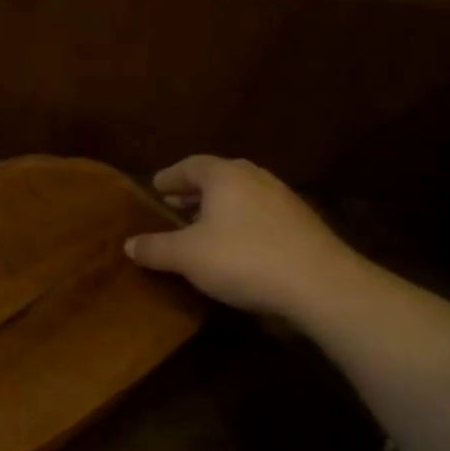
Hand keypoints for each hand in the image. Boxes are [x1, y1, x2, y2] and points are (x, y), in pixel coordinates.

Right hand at [125, 156, 362, 318]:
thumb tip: (129, 244)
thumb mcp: (187, 256)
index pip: (190, 165)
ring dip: (218, 208)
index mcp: (225, 175)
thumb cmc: (243, 258)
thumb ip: (155, 248)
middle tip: (173, 204)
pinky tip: (234, 246)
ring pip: (241, 196)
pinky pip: (259, 214)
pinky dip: (240, 222)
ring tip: (201, 227)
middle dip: (193, 191)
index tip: (155, 187)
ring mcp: (283, 199)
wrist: (320, 284)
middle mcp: (255, 178)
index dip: (170, 176)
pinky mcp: (302, 224)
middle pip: (218, 178)